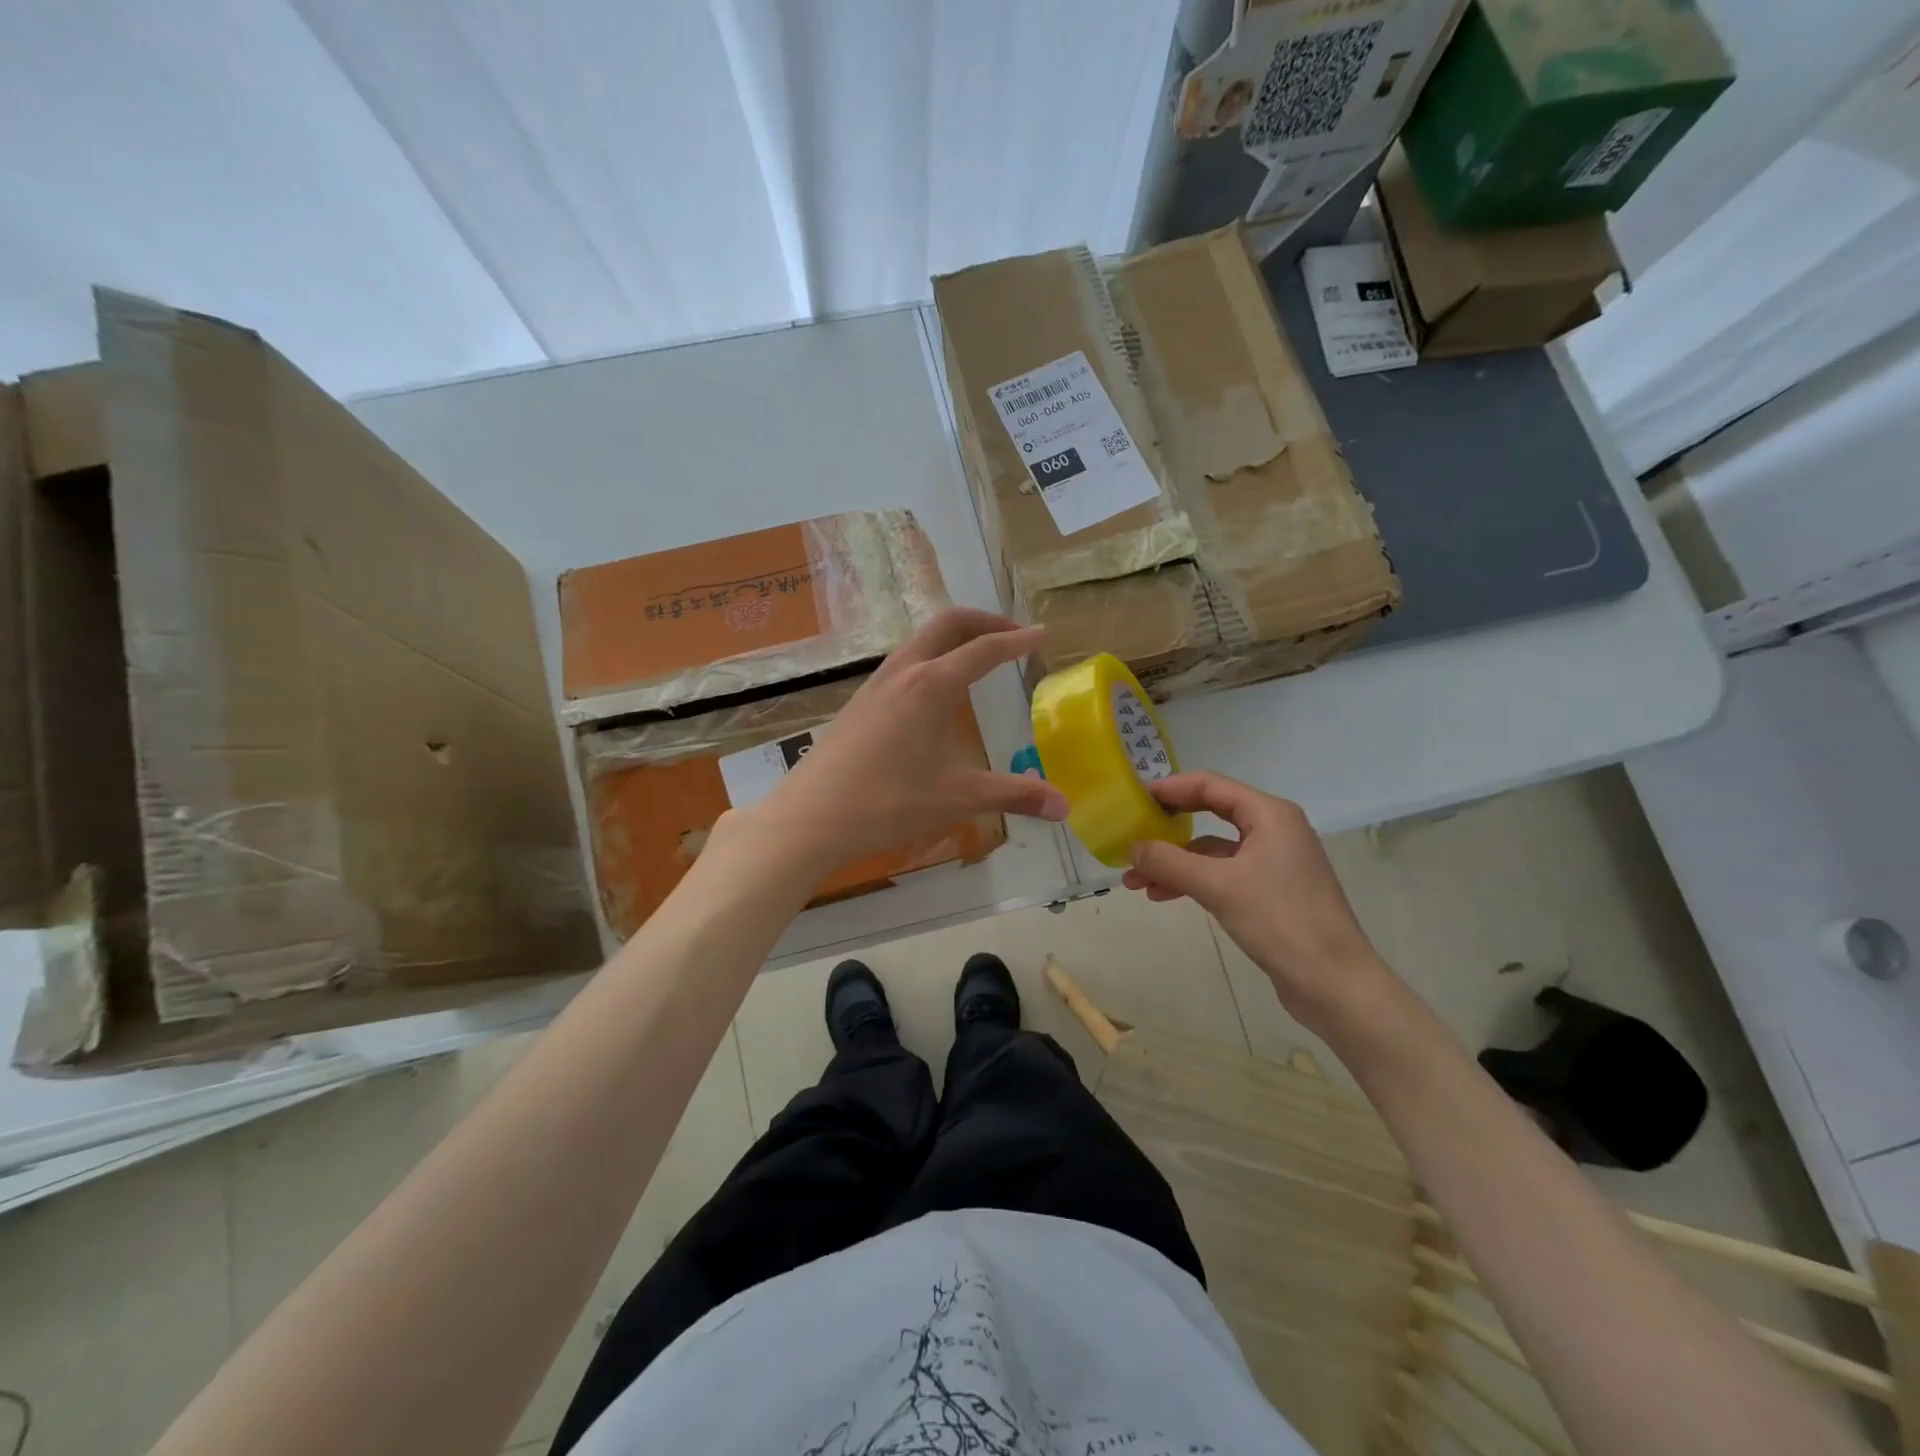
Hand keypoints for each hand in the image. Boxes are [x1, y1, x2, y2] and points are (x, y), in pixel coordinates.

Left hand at [753, 608, 1067, 872]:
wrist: (809, 819)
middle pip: (948, 624)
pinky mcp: (859, 703)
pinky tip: (934, 694)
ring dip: (954, 637)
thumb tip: (1066, 806)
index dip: (1016, 640)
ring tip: (977, 657)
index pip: (983, 650)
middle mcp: (903, 673)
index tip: (1041, 634)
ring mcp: (875, 685)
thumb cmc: (887, 804)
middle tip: (1013, 634)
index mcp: (931, 686)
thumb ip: (1014, 795)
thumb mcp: (958, 799)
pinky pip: (903, 662)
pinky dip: (931, 657)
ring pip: (920, 640)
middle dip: (984, 621)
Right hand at [1122, 771, 1395, 1036]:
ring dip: (1174, 862)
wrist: (1334, 984)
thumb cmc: (1280, 921)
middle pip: (1211, 815)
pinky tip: (1163, 895)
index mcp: (1270, 815)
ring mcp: (1275, 863)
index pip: (1211, 786)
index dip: (1170, 789)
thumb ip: (1169, 862)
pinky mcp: (1272, 893)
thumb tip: (1131, 847)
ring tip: (1134, 881)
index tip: (1135, 798)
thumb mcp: (1217, 886)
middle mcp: (1275, 831)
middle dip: (1168, 830)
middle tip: (1131, 835)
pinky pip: (1223, 875)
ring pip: (1213, 851)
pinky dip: (1193, 881)